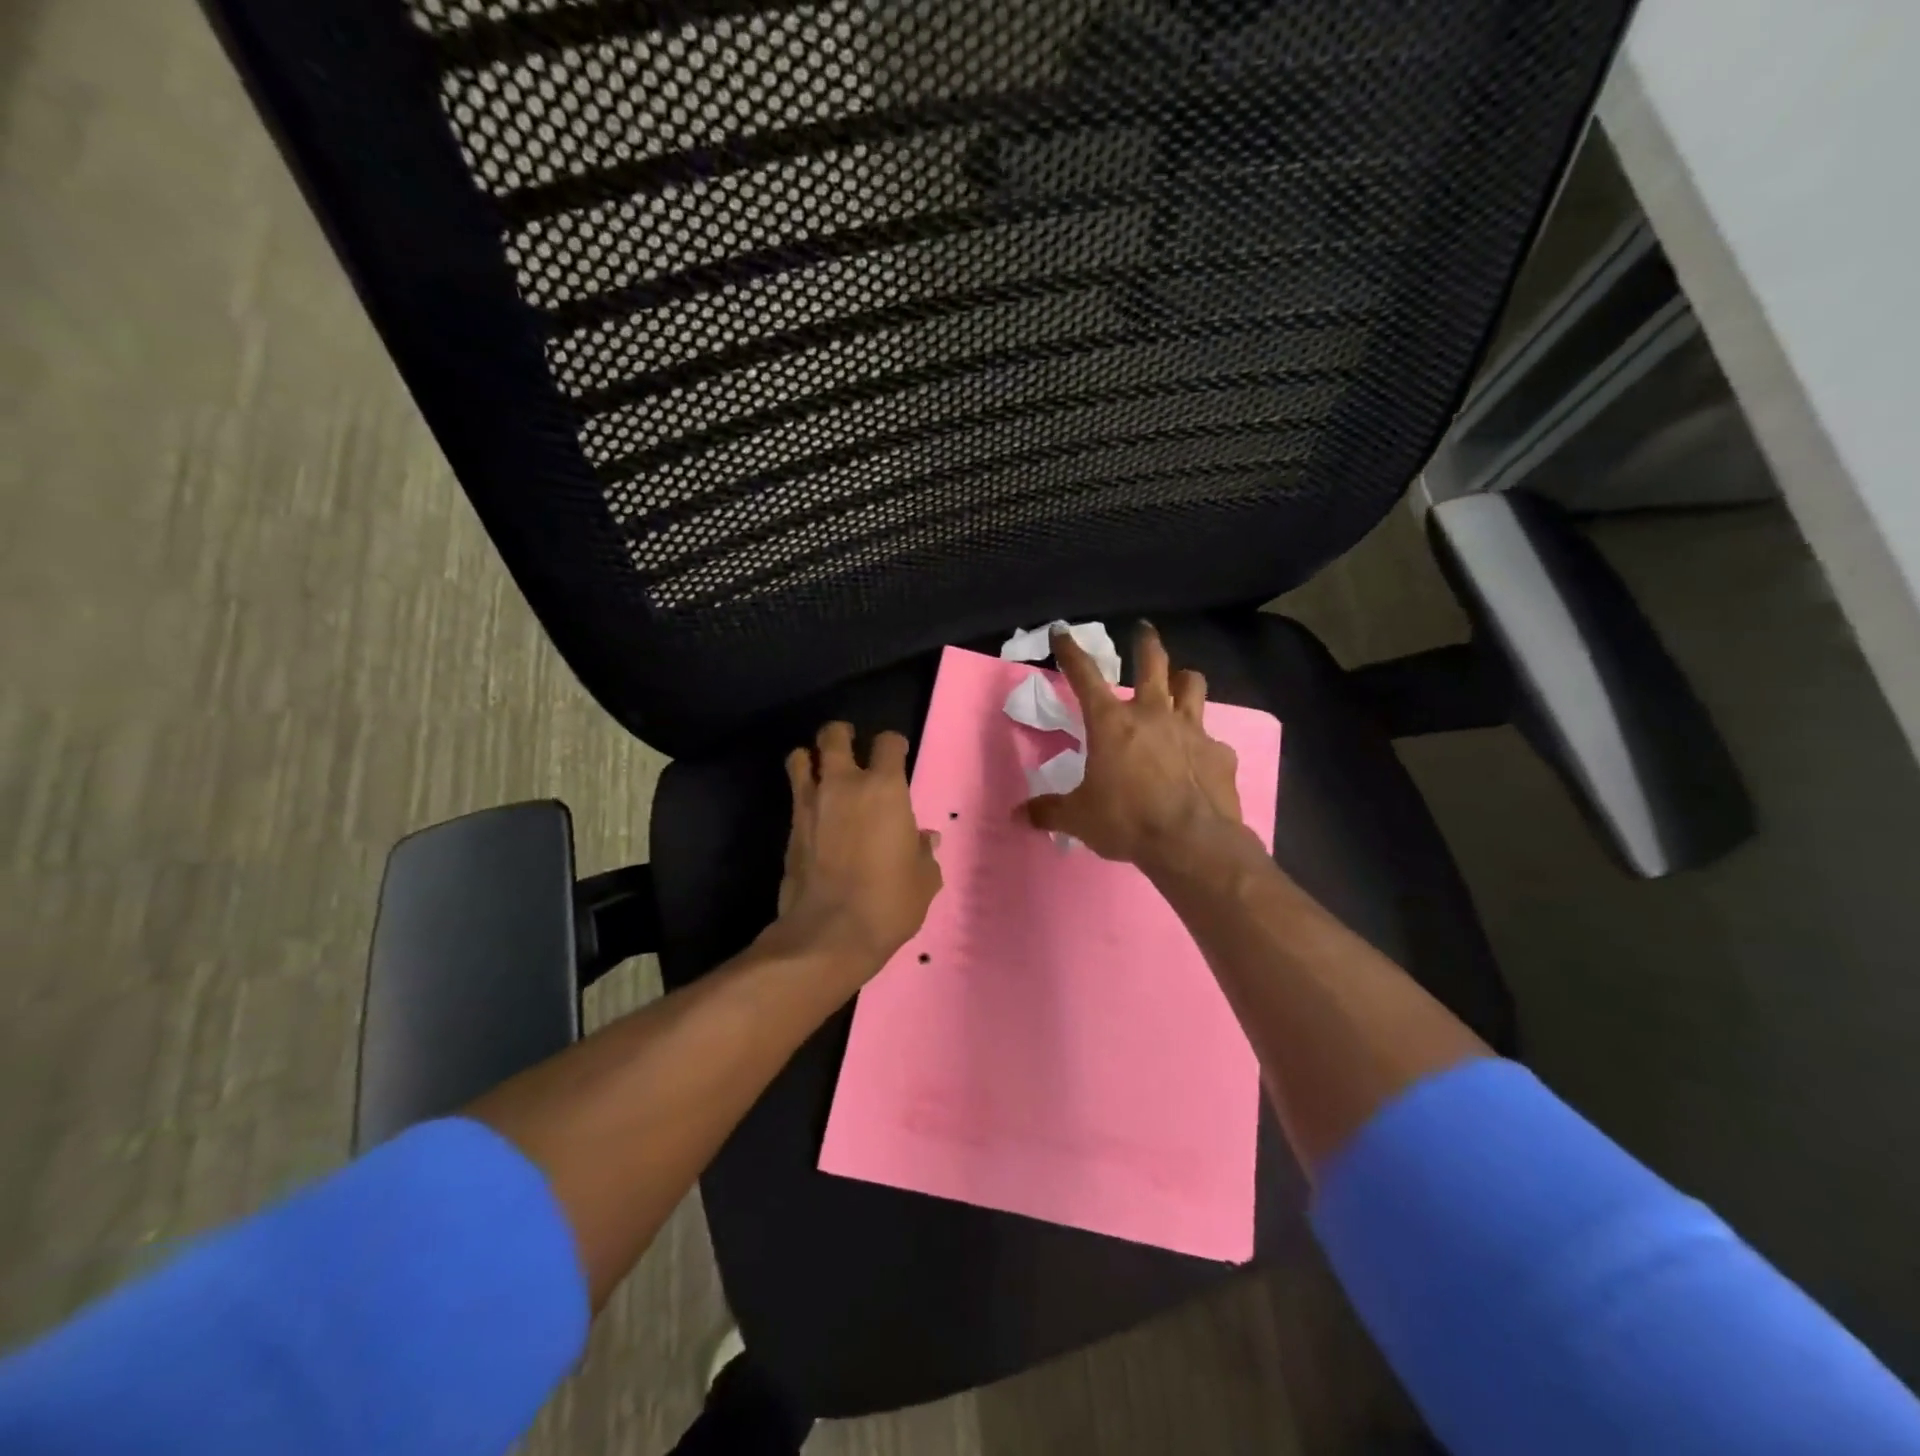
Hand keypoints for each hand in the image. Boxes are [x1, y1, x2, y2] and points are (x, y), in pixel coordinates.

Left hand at [772, 722, 942, 977]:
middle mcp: (844, 785)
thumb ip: (923, 852)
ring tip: (820, 769)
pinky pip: (794, 794)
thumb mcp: (923, 879)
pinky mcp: (790, 827)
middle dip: (842, 734)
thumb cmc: (889, 902)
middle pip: (834, 735)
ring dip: (811, 757)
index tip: (896, 754)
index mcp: (884, 788)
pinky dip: (802, 792)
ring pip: (800, 757)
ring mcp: (810, 803)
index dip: (893, 744)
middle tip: (850, 744)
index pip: (888, 743)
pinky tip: (814, 810)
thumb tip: (924, 839)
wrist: (829, 933)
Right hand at [1020, 623, 1249, 872]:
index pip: (1084, 676)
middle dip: (1146, 642)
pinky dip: (1202, 743)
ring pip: (1192, 685)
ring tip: (1179, 682)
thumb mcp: (1079, 818)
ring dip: (1183, 679)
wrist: (1192, 842)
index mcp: (1111, 723)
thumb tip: (1017, 816)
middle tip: (1144, 630)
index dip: (1070, 651)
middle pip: (1153, 662)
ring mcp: (1191, 730)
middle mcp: (1153, 715)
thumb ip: (1049, 812)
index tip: (1061, 631)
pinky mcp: (1219, 753)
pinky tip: (1198, 760)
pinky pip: (1211, 738)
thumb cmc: (1127, 821)